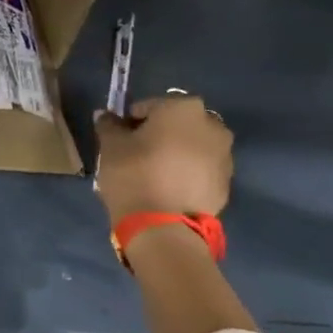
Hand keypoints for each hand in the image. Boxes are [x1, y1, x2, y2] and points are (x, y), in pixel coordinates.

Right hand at [94, 94, 232, 224]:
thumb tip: (105, 116)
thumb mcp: (110, 146)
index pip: (147, 106)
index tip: (119, 140)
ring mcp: (224, 154)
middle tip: (137, 154)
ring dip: (175, 152)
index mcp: (182, 107)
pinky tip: (168, 188)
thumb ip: (109, 125)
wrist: (164, 226)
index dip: (129, 121)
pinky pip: (201, 168)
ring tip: (154, 173)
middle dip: (158, 133)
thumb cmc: (135, 174)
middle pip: (176, 123)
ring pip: (192, 145)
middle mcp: (211, 124)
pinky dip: (187, 172)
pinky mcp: (227, 181)